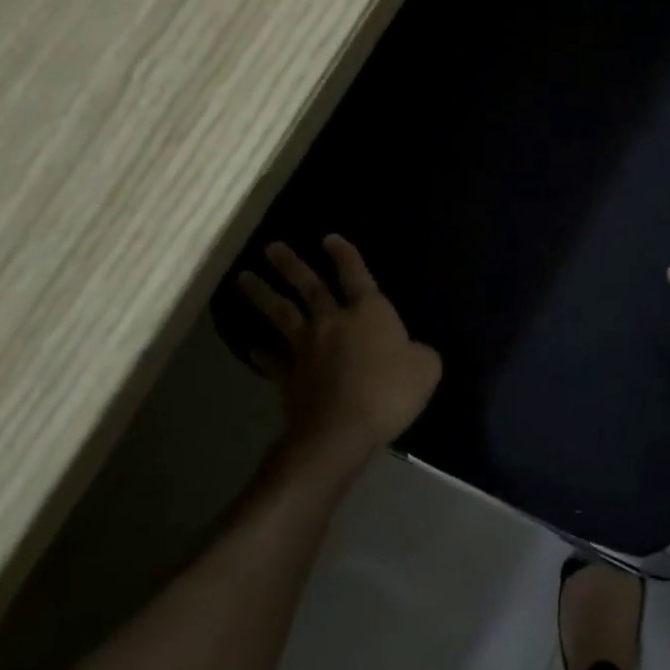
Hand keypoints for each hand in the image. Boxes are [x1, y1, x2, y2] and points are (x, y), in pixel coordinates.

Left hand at [237, 236, 441, 481]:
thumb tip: (412, 351)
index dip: (345, 255)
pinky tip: (251, 346)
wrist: (340, 431)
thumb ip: (420, 353)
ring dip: (262, 294)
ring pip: (280, 313)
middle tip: (270, 247)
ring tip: (243, 278)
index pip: (355, 274)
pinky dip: (261, 352)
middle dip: (290, 265)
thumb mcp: (426, 368)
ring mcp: (305, 348)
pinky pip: (272, 359)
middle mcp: (332, 321)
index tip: (329, 238)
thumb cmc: (389, 392)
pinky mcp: (288, 376)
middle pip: (308, 286)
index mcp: (368, 312)